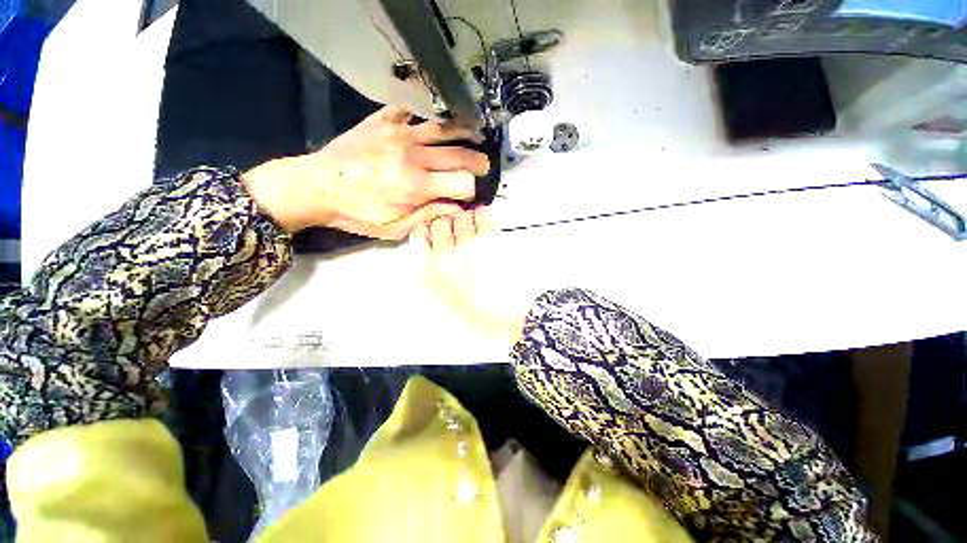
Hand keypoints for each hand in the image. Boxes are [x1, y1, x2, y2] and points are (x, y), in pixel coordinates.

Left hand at [242, 106, 489, 237]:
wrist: (317, 186)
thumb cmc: (358, 213)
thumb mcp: (395, 227)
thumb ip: (429, 216)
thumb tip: (456, 209)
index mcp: (417, 186)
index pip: (461, 183)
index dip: (471, 190)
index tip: (468, 195)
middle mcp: (414, 156)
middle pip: (459, 154)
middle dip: (477, 161)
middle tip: (484, 165)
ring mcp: (399, 134)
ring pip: (442, 128)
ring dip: (463, 132)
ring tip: (474, 134)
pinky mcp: (383, 121)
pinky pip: (411, 110)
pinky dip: (425, 114)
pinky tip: (433, 120)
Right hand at [415, 207, 534, 342]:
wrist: (510, 317)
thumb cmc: (480, 316)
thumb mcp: (447, 303)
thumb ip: (435, 279)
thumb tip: (431, 256)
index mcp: (431, 274)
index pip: (419, 236)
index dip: (427, 230)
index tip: (435, 232)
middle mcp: (445, 257)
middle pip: (440, 222)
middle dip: (448, 222)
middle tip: (457, 229)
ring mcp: (468, 247)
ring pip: (461, 216)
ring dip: (466, 218)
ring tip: (473, 226)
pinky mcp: (491, 242)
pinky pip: (484, 216)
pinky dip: (484, 214)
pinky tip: (485, 219)